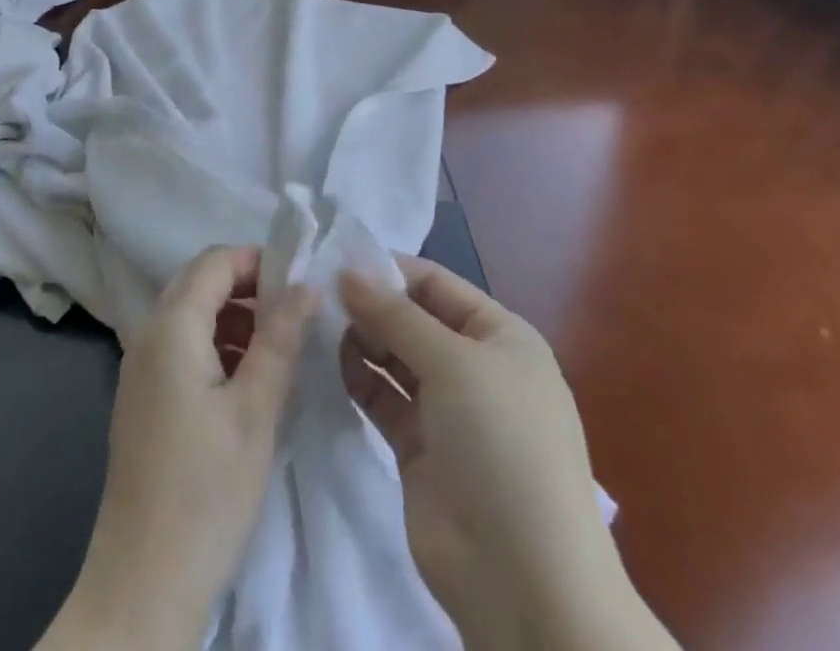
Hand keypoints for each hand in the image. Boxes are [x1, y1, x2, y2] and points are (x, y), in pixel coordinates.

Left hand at [39, 246, 314, 650]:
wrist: (143, 582)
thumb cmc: (206, 489)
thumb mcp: (256, 409)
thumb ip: (280, 338)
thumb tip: (307, 285)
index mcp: (171, 327)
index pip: (214, 262)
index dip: (257, 260)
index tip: (301, 278)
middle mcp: (147, 335)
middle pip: (198, 283)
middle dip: (247, 286)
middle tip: (294, 311)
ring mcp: (139, 368)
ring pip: (190, 315)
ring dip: (232, 316)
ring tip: (278, 346)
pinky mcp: (142, 399)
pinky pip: (180, 347)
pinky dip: (215, 344)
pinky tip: (246, 380)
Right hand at [339, 257, 676, 650]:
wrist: (523, 579)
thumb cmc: (500, 444)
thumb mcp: (453, 363)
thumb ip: (395, 315)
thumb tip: (346, 272)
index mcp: (500, 336)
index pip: (437, 284)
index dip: (389, 270)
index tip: (335, 259)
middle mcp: (475, 366)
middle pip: (414, 319)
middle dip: (371, 305)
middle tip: (316, 294)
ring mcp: (448, 411)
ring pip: (396, 358)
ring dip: (361, 339)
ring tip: (316, 324)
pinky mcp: (420, 449)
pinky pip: (385, 399)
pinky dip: (360, 379)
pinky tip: (328, 362)